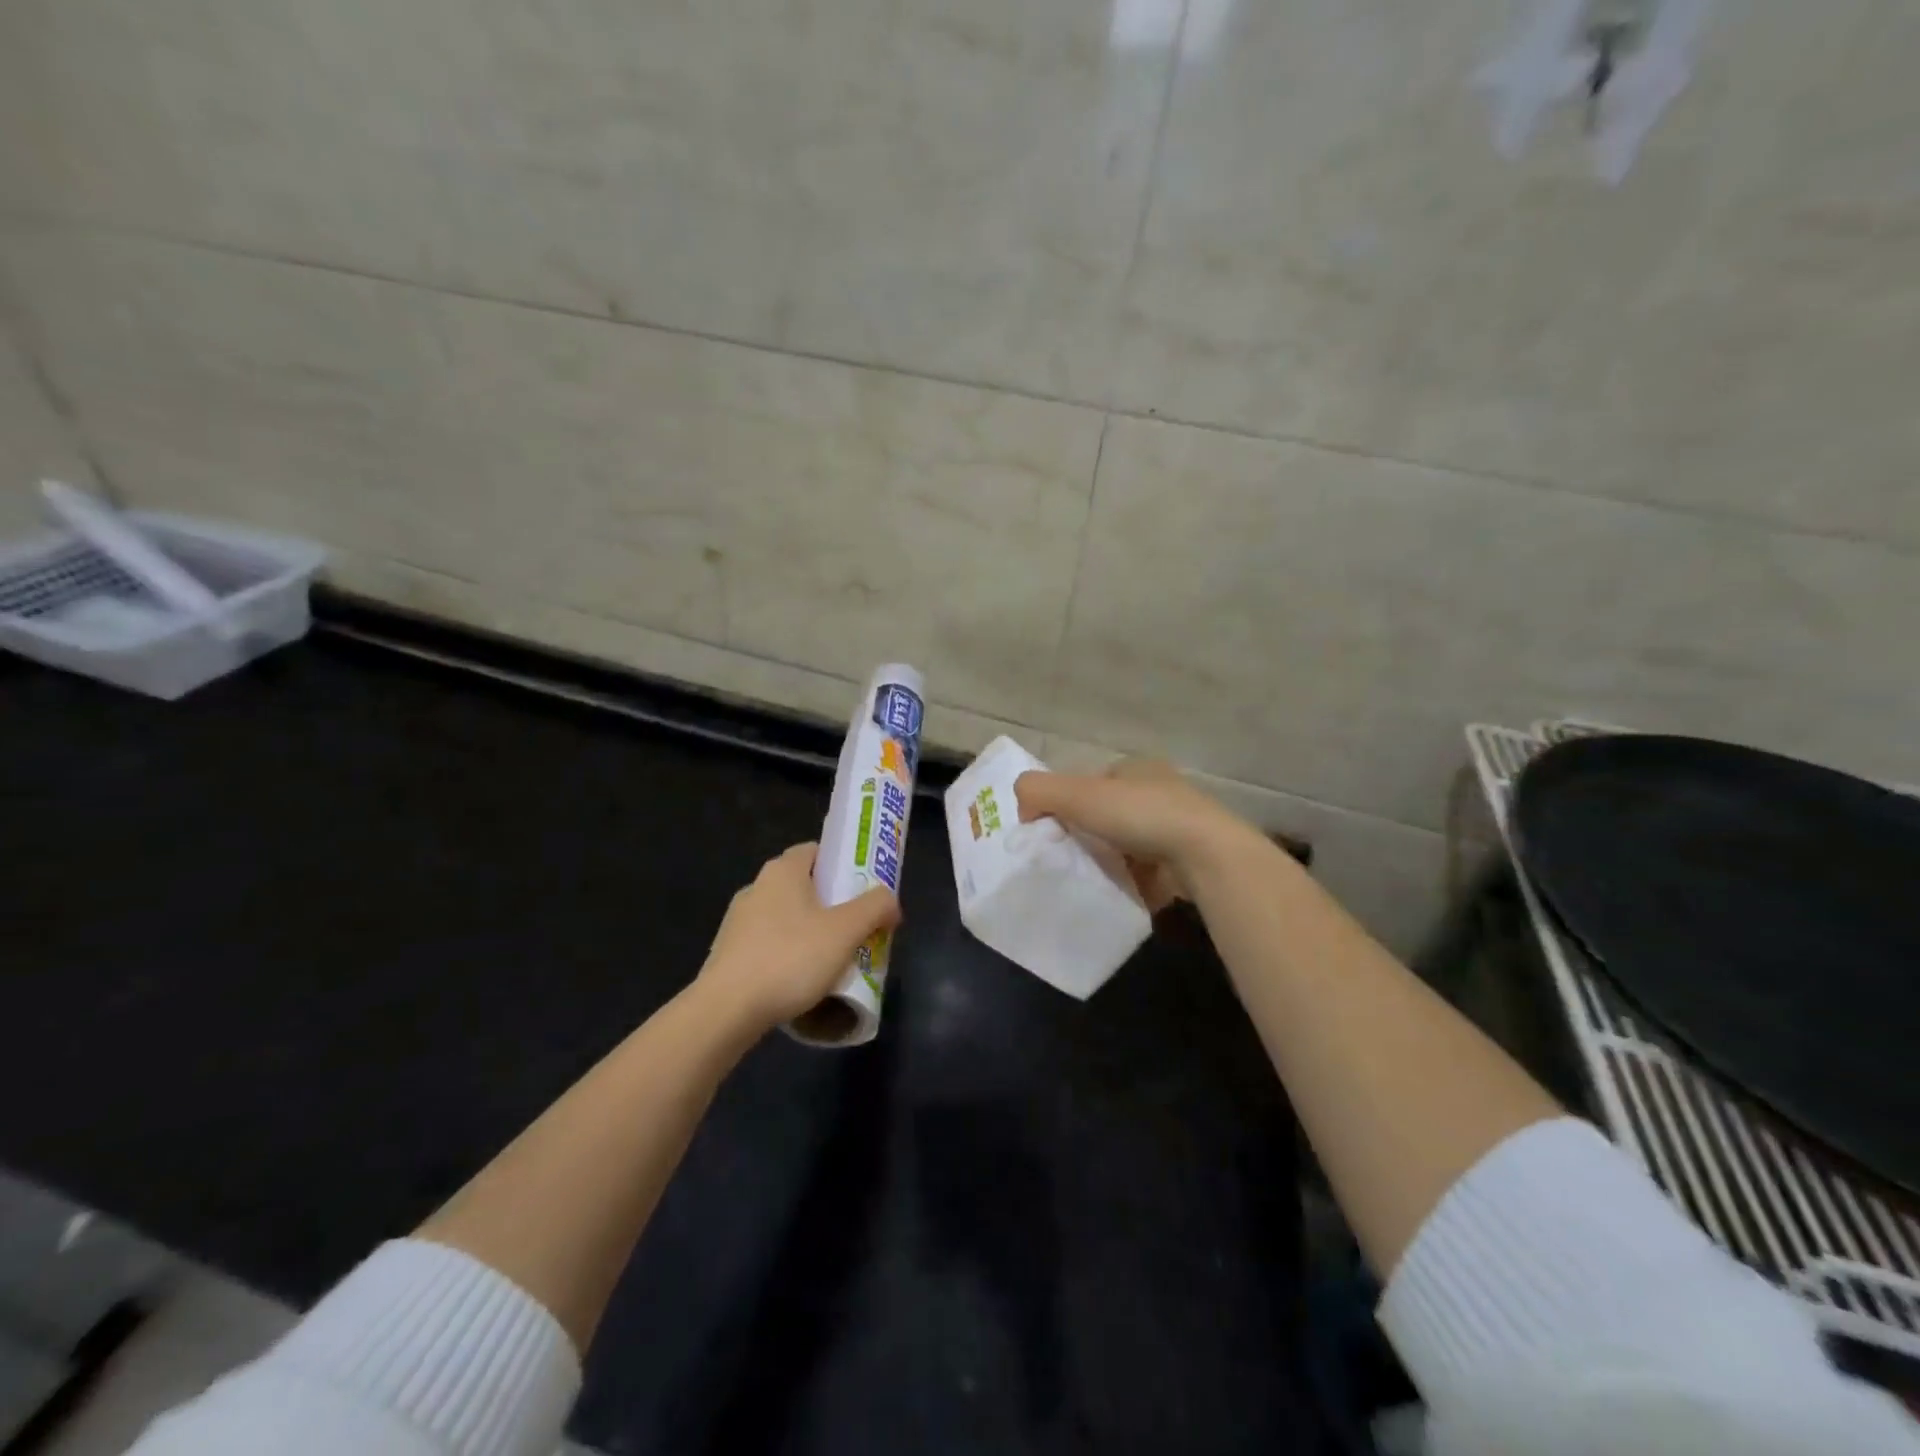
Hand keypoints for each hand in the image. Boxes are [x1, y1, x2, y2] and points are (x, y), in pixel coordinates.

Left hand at [697, 843, 901, 1033]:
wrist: (726, 1011)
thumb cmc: (790, 959)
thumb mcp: (846, 931)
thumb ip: (875, 907)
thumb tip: (890, 902)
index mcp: (783, 871)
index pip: (816, 851)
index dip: (842, 864)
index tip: (863, 888)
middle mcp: (757, 887)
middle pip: (803, 885)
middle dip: (832, 903)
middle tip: (858, 926)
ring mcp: (738, 921)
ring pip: (786, 917)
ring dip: (809, 931)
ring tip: (834, 959)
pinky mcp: (728, 953)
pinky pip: (768, 943)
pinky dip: (788, 954)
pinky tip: (802, 981)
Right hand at [1014, 759, 1242, 909]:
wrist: (1205, 855)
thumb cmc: (1141, 815)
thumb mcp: (1077, 794)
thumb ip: (1038, 791)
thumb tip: (1022, 809)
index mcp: (1136, 769)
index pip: (1090, 783)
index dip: (1067, 803)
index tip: (1053, 831)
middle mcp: (1159, 792)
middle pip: (1108, 815)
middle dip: (1088, 835)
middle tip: (1066, 859)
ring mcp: (1177, 828)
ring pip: (1127, 845)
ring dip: (1109, 861)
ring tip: (1089, 880)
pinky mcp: (1187, 861)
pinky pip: (1146, 872)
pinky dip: (1130, 882)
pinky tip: (1116, 894)